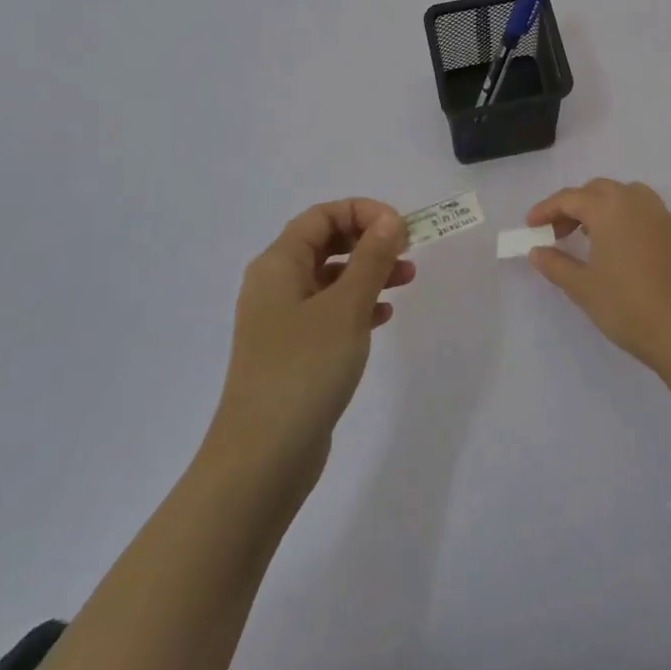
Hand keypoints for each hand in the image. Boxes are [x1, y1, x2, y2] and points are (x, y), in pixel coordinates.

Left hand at [210, 199, 413, 485]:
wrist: (263, 457)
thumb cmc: (304, 369)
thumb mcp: (346, 307)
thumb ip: (371, 259)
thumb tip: (390, 220)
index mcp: (278, 264)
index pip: (322, 215)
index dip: (363, 212)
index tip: (401, 229)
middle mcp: (275, 285)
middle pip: (326, 242)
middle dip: (369, 240)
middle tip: (408, 252)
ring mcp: (282, 320)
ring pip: (331, 278)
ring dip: (369, 272)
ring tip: (407, 280)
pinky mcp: (293, 351)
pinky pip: (329, 311)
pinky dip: (358, 305)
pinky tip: (384, 317)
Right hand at [525, 179, 670, 372]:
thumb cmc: (626, 306)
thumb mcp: (582, 287)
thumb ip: (555, 264)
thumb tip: (537, 251)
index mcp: (610, 208)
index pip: (570, 198)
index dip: (546, 210)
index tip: (530, 226)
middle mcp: (637, 202)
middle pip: (599, 190)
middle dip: (574, 206)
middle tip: (558, 233)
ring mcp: (663, 216)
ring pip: (627, 196)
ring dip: (604, 208)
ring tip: (590, 237)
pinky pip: (647, 213)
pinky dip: (627, 220)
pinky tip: (622, 249)